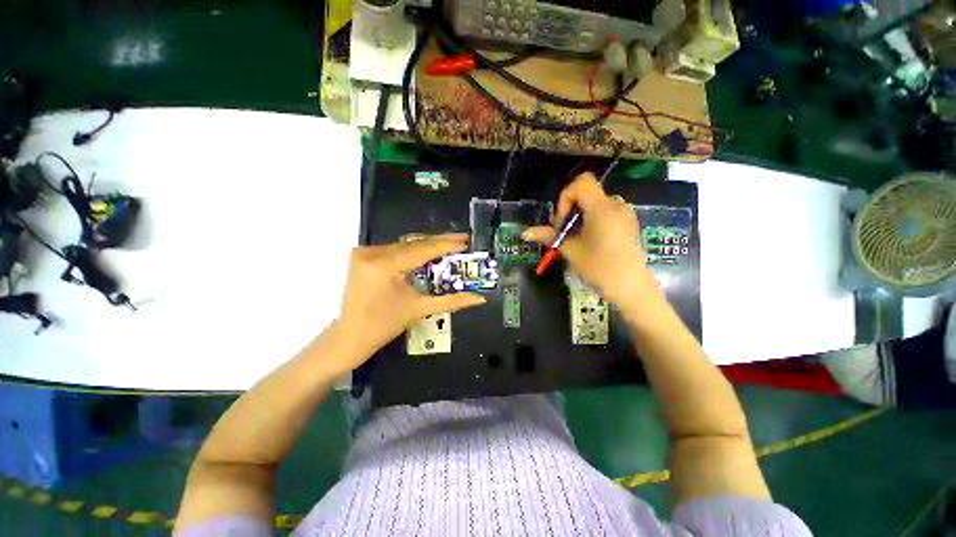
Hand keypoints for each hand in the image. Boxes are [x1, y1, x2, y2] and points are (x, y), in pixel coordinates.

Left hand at [335, 233, 485, 365]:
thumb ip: (453, 301)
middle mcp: (371, 253)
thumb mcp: (420, 309)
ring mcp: (364, 252)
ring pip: (404, 244)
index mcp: (384, 266)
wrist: (350, 336)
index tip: (465, 240)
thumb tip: (479, 298)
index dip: (446, 244)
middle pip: (413, 243)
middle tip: (461, 239)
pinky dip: (412, 250)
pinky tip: (427, 252)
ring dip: (426, 245)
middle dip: (439, 242)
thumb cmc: (384, 326)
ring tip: (449, 245)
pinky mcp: (362, 255)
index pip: (422, 250)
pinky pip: (394, 248)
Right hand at [523, 173, 663, 315]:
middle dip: (570, 210)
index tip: (562, 221)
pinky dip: (592, 221)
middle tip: (566, 234)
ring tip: (577, 240)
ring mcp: (625, 214)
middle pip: (587, 193)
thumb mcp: (571, 251)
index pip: (581, 182)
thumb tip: (525, 233)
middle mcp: (616, 205)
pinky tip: (591, 242)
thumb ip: (548, 236)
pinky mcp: (628, 223)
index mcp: (602, 207)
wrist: (632, 288)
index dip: (565, 197)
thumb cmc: (599, 268)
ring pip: (595, 204)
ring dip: (580, 217)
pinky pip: (606, 212)